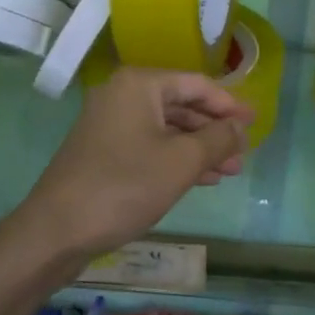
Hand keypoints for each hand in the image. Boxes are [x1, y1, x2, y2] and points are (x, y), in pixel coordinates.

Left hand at [17, 67, 254, 261]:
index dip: (230, 104)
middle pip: (181, 104)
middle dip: (215, 129)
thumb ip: (218, 139)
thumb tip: (241, 127)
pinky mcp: (103, 150)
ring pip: (167, 128)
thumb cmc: (124, 186)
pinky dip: (176, 158)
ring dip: (200, 147)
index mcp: (139, 84)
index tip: (257, 122)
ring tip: (231, 170)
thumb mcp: (181, 162)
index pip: (197, 84)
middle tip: (245, 151)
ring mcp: (110, 123)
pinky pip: (150, 144)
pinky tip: (202, 178)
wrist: (57, 230)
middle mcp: (123, 94)